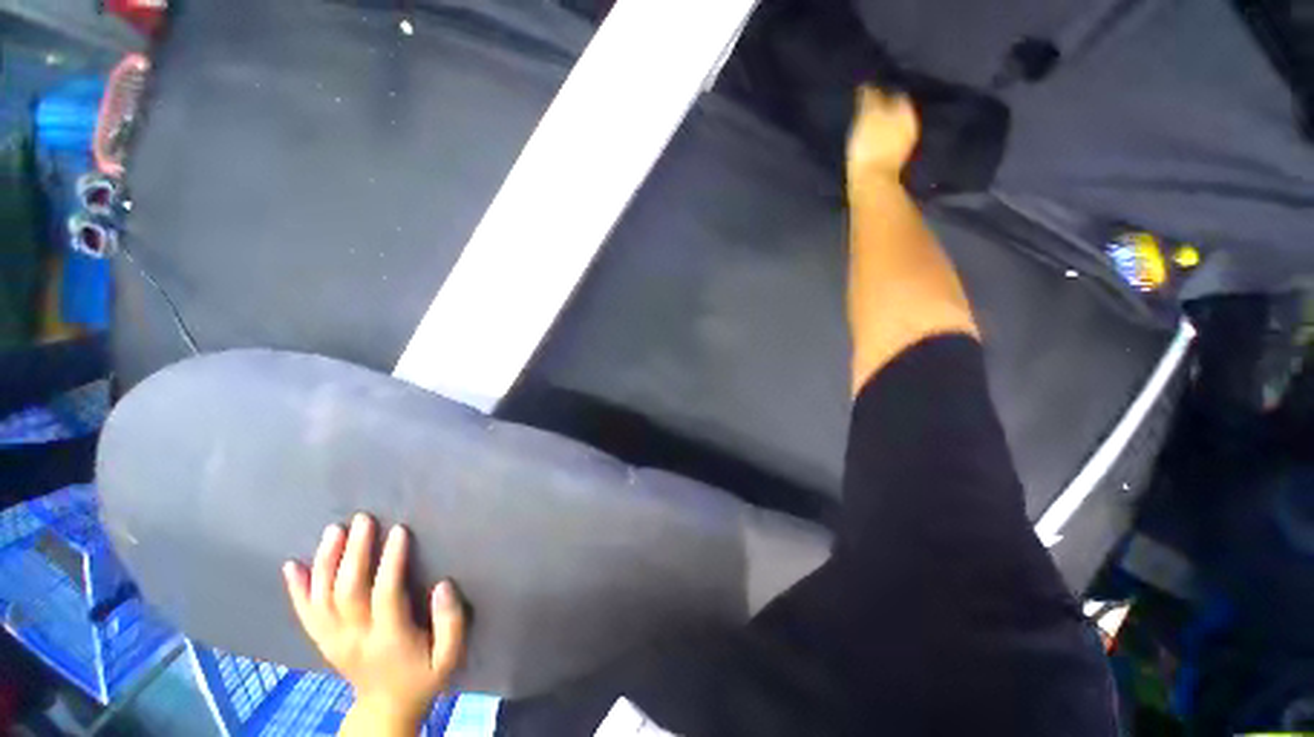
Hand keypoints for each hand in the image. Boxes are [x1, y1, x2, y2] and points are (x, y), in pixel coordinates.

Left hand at [283, 514, 464, 731]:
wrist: (385, 710)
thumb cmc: (423, 677)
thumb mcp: (449, 656)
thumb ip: (451, 621)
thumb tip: (443, 585)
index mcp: (388, 639)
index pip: (385, 594)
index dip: (391, 561)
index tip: (399, 531)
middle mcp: (354, 638)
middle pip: (347, 591)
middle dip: (354, 552)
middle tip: (363, 519)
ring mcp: (333, 640)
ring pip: (322, 597)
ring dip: (326, 562)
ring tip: (334, 531)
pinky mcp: (322, 641)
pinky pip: (304, 613)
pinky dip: (296, 589)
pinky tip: (292, 565)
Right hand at [846, 86, 919, 189]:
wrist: (872, 180)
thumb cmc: (870, 145)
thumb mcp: (867, 115)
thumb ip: (870, 97)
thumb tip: (868, 84)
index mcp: (905, 109)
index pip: (895, 93)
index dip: (882, 92)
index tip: (868, 94)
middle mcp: (910, 122)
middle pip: (896, 110)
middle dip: (885, 108)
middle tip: (867, 110)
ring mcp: (905, 143)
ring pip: (894, 126)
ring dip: (884, 124)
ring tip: (868, 126)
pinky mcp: (896, 160)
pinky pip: (890, 142)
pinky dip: (882, 139)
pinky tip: (872, 142)